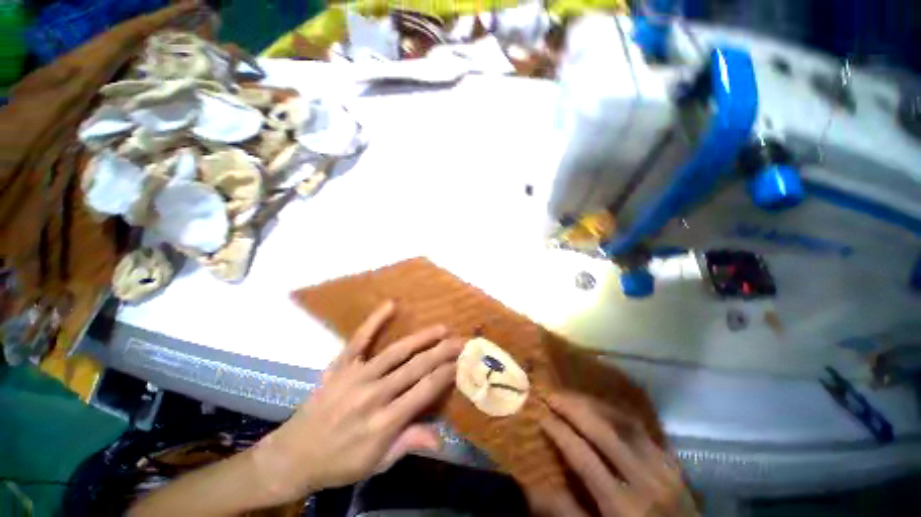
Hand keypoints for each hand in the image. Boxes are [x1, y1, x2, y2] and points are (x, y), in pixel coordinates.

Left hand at [252, 301, 462, 503]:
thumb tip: (442, 436)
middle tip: (460, 340)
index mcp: (384, 422)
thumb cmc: (339, 463)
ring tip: (441, 328)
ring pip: (396, 352)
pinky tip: (390, 305)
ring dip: (422, 338)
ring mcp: (356, 377)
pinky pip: (359, 339)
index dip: (445, 374)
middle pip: (415, 368)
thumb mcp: (376, 465)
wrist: (292, 456)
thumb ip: (408, 444)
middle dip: (442, 352)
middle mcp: (374, 395)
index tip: (461, 361)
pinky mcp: (340, 366)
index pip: (424, 391)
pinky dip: (374, 321)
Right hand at [531, 393, 696, 516]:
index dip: (559, 433)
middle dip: (573, 408)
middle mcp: (645, 481)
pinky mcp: (672, 462)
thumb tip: (532, 487)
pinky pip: (642, 428)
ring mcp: (663, 468)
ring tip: (572, 395)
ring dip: (594, 404)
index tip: (541, 415)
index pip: (584, 458)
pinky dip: (617, 413)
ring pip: (624, 423)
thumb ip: (568, 513)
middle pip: (604, 432)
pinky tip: (602, 408)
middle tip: (551, 395)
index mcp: (623, 506)